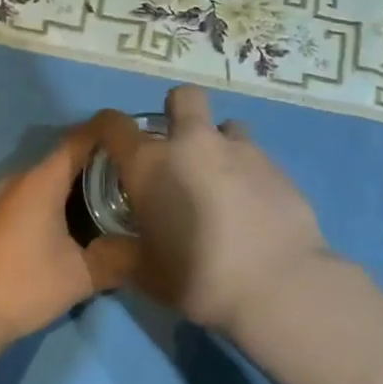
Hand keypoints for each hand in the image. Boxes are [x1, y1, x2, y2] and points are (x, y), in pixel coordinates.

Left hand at [0, 120, 136, 343]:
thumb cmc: (26, 285)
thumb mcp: (82, 276)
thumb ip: (120, 259)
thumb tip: (149, 249)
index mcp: (42, 181)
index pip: (79, 140)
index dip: (107, 133)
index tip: (135, 136)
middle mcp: (19, 180)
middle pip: (64, 158)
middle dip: (97, 162)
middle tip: (130, 174)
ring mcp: (1, 199)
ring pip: (47, 179)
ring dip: (75, 183)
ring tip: (110, 197)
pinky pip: (32, 195)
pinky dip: (56, 199)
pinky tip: (75, 221)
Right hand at [93, 87, 333, 335]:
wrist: (278, 286)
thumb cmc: (199, 279)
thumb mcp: (146, 275)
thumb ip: (120, 255)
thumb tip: (104, 248)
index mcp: (151, 165)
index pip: (114, 125)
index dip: (106, 128)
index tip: (111, 144)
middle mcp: (193, 144)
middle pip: (183, 98)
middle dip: (177, 112)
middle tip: (177, 149)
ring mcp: (241, 150)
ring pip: (226, 126)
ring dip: (219, 144)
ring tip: (221, 182)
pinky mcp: (277, 166)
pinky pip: (255, 157)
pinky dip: (248, 173)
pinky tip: (253, 207)